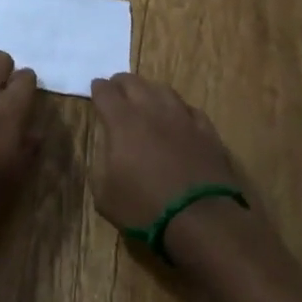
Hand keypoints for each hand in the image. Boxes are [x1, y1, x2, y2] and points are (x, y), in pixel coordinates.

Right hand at [88, 73, 243, 239]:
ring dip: (150, 91)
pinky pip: (189, 109)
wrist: (199, 219)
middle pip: (133, 82)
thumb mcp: (104, 194)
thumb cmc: (144, 207)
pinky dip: (178, 110)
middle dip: (121, 83)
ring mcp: (182, 117)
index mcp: (122, 121)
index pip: (105, 92)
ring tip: (146, 100)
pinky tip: (178, 119)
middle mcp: (151, 110)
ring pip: (163, 90)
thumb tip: (107, 149)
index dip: (97, 89)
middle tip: (117, 91)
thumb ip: (100, 163)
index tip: (95, 90)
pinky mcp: (206, 130)